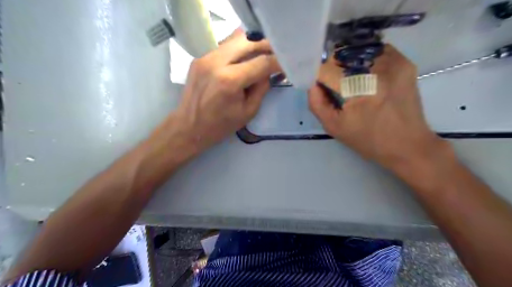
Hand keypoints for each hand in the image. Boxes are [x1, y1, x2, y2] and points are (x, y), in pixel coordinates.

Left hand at [174, 31, 281, 151]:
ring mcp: (205, 56)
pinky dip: (239, 49)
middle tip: (276, 55)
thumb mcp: (248, 112)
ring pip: (236, 38)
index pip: (262, 62)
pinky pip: (225, 45)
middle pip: (249, 41)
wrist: (188, 127)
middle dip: (267, 46)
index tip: (288, 63)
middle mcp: (216, 62)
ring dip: (253, 45)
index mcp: (230, 80)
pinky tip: (244, 60)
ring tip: (262, 55)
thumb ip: (261, 88)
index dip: (278, 61)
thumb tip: (269, 71)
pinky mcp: (200, 57)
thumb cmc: (220, 126)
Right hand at [310, 44, 446, 171]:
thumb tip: (313, 83)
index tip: (318, 85)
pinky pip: (375, 52)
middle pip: (342, 56)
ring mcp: (394, 62)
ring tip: (349, 81)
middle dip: (332, 68)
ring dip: (347, 63)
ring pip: (358, 51)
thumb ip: (317, 103)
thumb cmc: (368, 140)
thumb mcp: (334, 127)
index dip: (318, 75)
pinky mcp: (404, 62)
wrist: (408, 145)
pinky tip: (364, 76)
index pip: (327, 69)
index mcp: (359, 88)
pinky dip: (364, 60)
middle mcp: (378, 68)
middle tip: (333, 85)